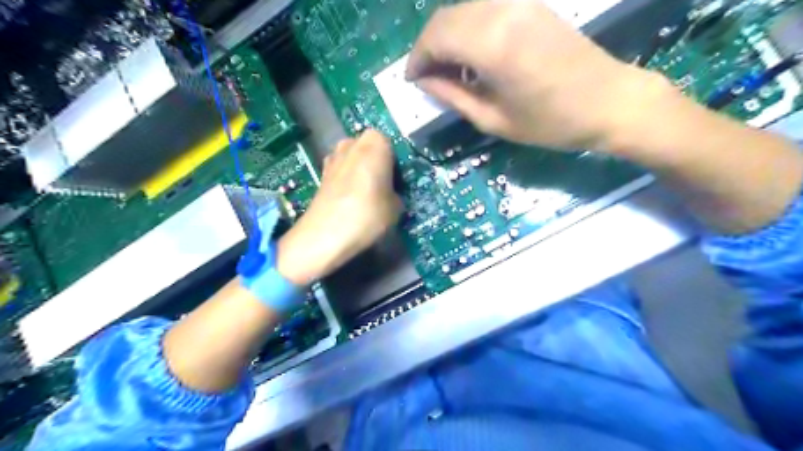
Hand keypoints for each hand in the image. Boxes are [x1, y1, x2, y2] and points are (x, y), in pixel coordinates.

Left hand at [276, 130, 404, 284]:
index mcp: (375, 143)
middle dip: (377, 163)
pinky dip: (346, 181)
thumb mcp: (397, 207)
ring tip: (366, 195)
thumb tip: (390, 193)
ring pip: (353, 159)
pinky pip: (341, 171)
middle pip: (370, 149)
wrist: (325, 235)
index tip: (398, 181)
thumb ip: (396, 192)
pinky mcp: (321, 174)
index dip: (396, 163)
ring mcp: (333, 157)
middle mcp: (352, 143)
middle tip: (384, 187)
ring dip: (360, 171)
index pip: (392, 144)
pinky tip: (350, 200)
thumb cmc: (368, 214)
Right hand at [408, 1, 664, 150]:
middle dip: (428, 47)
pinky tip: (473, 57)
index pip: (435, 37)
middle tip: (427, 78)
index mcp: (491, 43)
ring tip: (449, 71)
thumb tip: (424, 81)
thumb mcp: (493, 119)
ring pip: (463, 10)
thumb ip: (453, 95)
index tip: (412, 81)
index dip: (417, 59)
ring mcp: (519, 3)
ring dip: (447, 37)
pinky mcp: (530, 5)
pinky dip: (468, 30)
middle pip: (445, 17)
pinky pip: (484, 9)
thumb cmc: (550, 122)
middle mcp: (501, 11)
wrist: (609, 100)